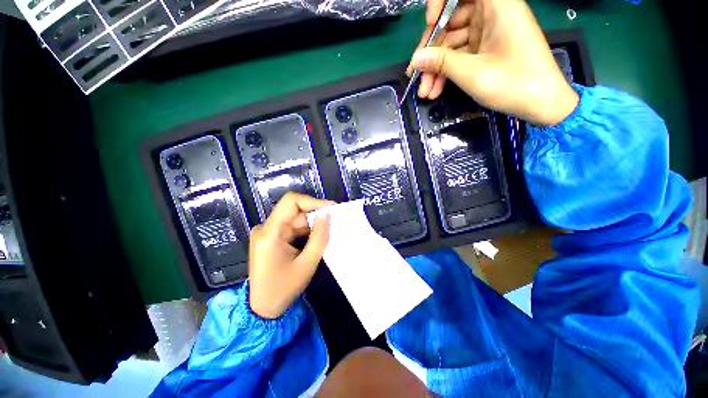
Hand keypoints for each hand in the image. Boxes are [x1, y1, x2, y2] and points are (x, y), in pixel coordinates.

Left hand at [248, 193, 332, 318]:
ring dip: (312, 224)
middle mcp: (265, 228)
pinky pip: (292, 227)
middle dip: (315, 214)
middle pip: (294, 211)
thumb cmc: (283, 289)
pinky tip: (317, 236)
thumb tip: (327, 215)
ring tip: (329, 230)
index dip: (312, 201)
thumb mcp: (306, 264)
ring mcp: (267, 232)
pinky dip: (306, 230)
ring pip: (295, 219)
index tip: (331, 208)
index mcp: (270, 233)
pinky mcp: (271, 238)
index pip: (290, 202)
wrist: (262, 309)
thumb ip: (319, 237)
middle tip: (335, 220)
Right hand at [408, 0, 578, 125]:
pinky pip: (460, 56)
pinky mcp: (486, 51)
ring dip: (436, 69)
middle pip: (452, 21)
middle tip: (417, 75)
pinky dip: (447, 72)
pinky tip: (435, 90)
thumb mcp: (473, 73)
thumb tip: (415, 59)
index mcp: (497, 5)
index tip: (430, 23)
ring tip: (425, 92)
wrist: (542, 104)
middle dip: (432, 51)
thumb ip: (442, 63)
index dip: (441, 2)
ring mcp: (488, 34)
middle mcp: (492, 14)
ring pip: (452, 44)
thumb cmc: (515, 83)